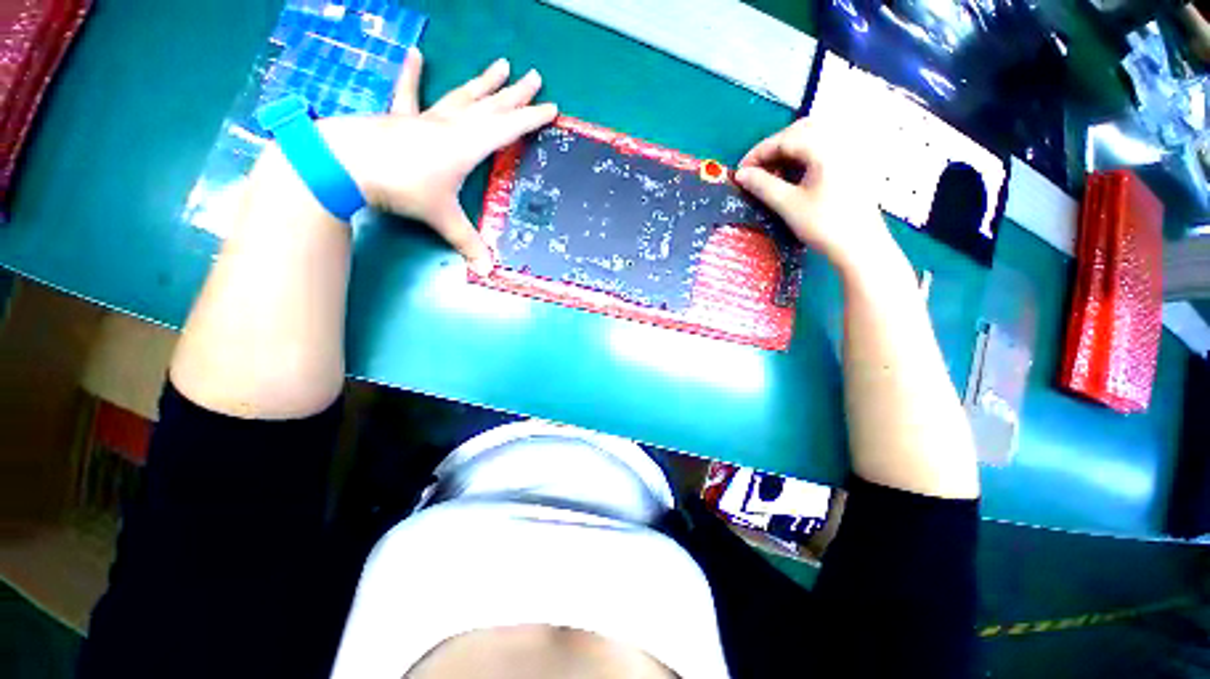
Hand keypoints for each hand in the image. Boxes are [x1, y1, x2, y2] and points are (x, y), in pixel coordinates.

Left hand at [317, 49, 557, 273]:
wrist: (346, 164)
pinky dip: (412, 75)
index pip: (509, 128)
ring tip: (502, 64)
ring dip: (484, 82)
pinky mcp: (402, 119)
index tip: (553, 108)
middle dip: (516, 93)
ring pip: (463, 97)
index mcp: (468, 145)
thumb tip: (488, 270)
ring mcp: (426, 119)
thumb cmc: (404, 187)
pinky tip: (416, 55)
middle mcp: (452, 126)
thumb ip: (468, 242)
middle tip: (535, 76)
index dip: (532, 119)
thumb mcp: (442, 217)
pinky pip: (410, 95)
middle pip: (491, 106)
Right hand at [734, 118, 896, 276]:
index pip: (785, 138)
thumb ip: (762, 185)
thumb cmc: (823, 225)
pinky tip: (794, 173)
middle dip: (774, 148)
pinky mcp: (855, 161)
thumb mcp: (787, 205)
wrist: (860, 246)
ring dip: (789, 150)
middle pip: (801, 130)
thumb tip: (741, 175)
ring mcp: (851, 149)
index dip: (758, 153)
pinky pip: (826, 146)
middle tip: (755, 170)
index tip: (740, 171)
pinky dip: (805, 154)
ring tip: (772, 173)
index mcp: (826, 147)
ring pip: (814, 136)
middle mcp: (841, 139)